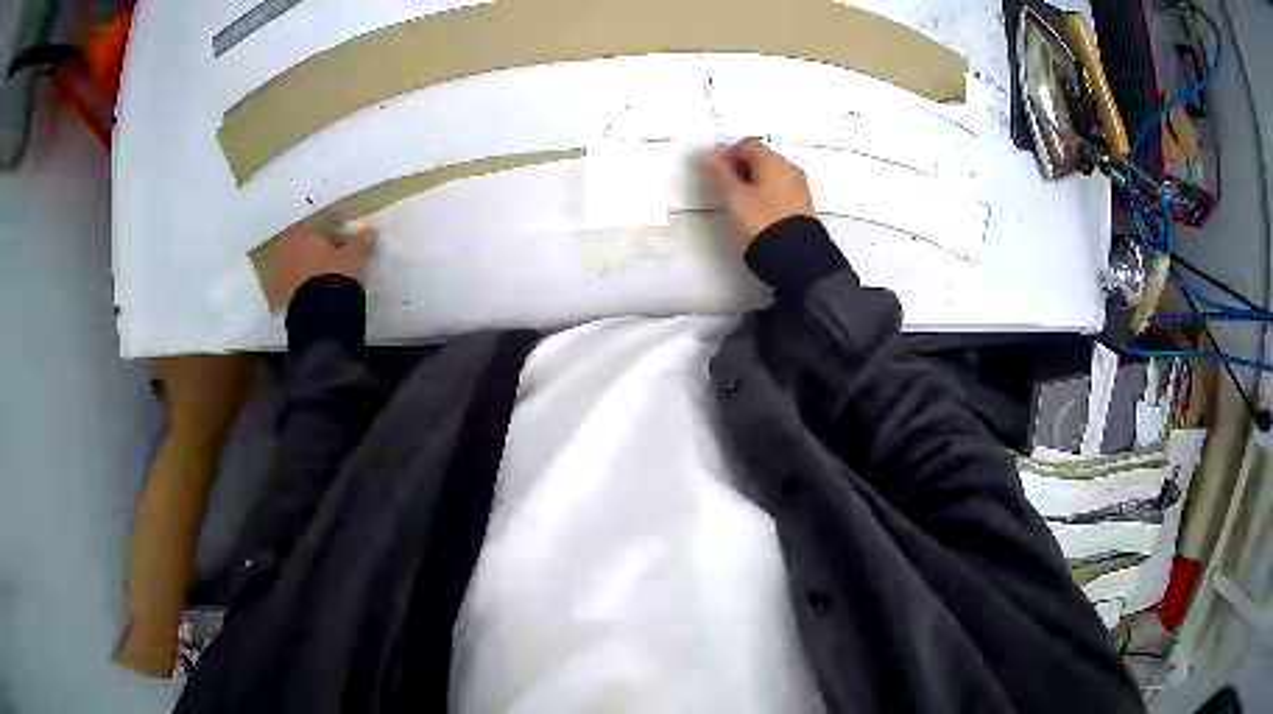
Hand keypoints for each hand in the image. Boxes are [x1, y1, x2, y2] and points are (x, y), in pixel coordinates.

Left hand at [269, 222, 377, 305]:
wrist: (319, 314)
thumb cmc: (336, 274)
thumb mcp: (354, 257)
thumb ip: (360, 242)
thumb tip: (371, 232)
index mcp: (302, 231)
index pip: (317, 225)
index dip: (331, 232)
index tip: (343, 240)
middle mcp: (285, 248)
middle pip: (302, 244)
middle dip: (314, 249)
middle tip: (331, 258)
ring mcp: (278, 272)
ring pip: (294, 263)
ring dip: (305, 267)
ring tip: (322, 277)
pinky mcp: (278, 295)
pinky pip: (291, 283)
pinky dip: (300, 285)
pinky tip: (313, 292)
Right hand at [707, 138, 815, 250]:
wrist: (795, 258)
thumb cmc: (762, 223)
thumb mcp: (733, 198)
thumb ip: (720, 174)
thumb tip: (711, 156)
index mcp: (774, 162)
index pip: (747, 144)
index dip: (728, 155)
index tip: (717, 174)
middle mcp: (790, 170)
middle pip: (761, 158)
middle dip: (741, 169)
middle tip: (726, 190)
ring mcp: (799, 189)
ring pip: (772, 176)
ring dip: (754, 184)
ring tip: (741, 205)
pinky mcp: (803, 208)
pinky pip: (781, 192)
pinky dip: (767, 196)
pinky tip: (758, 215)